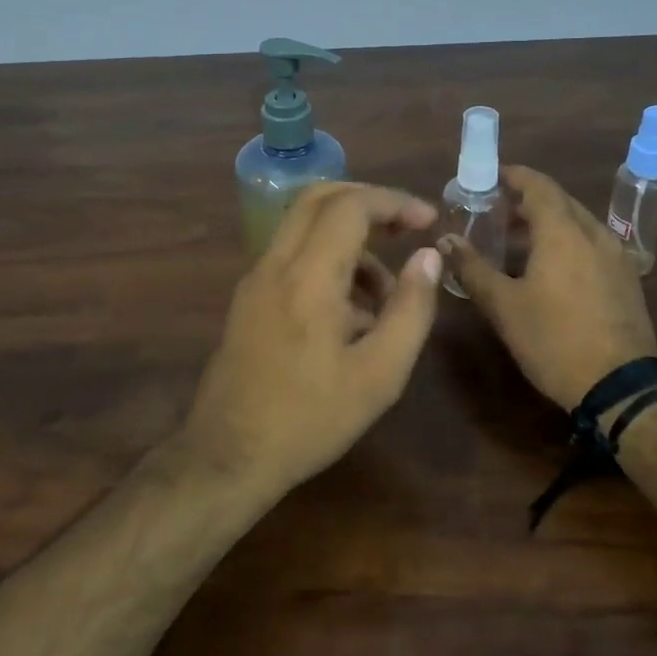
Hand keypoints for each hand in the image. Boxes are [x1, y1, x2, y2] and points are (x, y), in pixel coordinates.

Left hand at [184, 183, 444, 493]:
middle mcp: (275, 264)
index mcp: (308, 277)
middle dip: (368, 203)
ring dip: (350, 241)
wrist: (228, 457)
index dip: (394, 202)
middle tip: (406, 228)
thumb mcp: (379, 374)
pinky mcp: (248, 299)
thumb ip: (410, 310)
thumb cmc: (310, 419)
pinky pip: (292, 257)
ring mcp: (256, 280)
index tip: (428, 222)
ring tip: (386, 299)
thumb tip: (428, 257)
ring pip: (304, 228)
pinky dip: (328, 263)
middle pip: (319, 198)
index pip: (350, 206)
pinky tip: (352, 317)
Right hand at [440, 165, 656, 410]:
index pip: (538, 185)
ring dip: (548, 222)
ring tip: (517, 241)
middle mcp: (594, 234)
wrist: (620, 386)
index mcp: (563, 232)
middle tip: (495, 213)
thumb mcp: (503, 306)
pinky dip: (567, 241)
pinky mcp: (627, 279)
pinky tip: (550, 268)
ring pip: (578, 223)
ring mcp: (616, 256)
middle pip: (560, 201)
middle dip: (527, 200)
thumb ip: (473, 268)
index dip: (513, 176)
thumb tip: (446, 240)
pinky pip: (592, 244)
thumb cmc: (554, 340)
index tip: (489, 177)